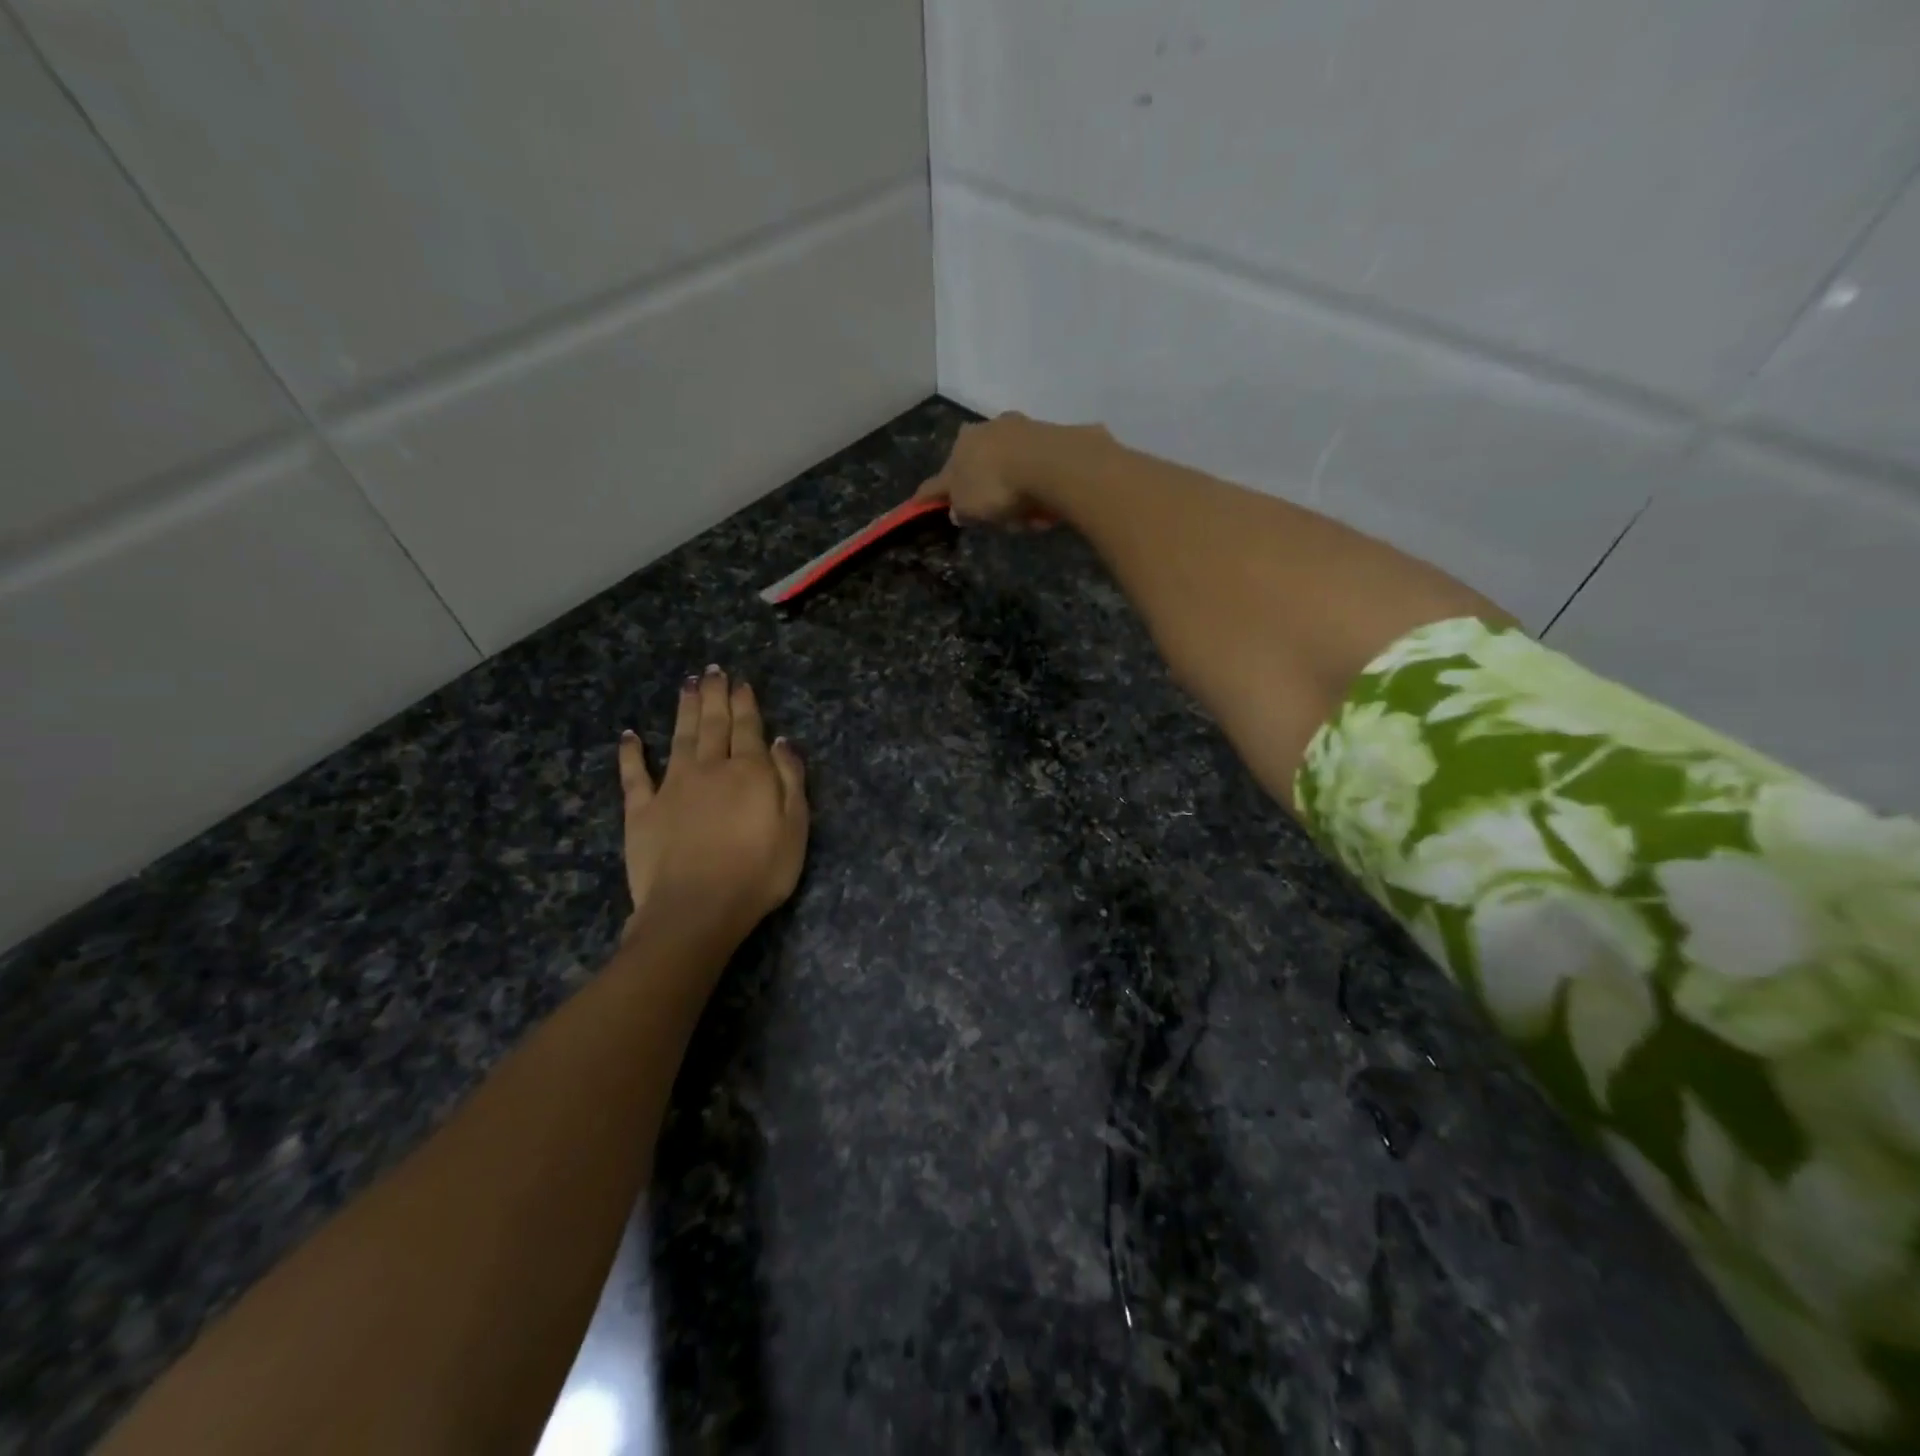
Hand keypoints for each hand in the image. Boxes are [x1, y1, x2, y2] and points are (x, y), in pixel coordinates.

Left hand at [617, 666, 808, 949]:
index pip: (748, 728)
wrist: (696, 909)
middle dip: (714, 696)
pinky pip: (635, 775)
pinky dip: (632, 753)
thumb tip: (782, 741)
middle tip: (712, 671)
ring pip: (679, 738)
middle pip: (713, 724)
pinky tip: (630, 736)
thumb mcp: (795, 828)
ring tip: (687, 685)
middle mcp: (709, 769)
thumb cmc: (758, 873)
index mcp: (748, 772)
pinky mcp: (642, 811)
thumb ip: (790, 780)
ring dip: (684, 710)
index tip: (741, 682)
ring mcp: (672, 787)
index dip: (745, 704)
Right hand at [916, 413, 1101, 527]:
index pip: (941, 475)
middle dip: (985, 489)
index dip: (932, 493)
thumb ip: (959, 508)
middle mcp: (989, 429)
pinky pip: (1039, 471)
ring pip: (1012, 468)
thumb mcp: (969, 506)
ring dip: (1016, 491)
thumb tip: (957, 509)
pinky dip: (1038, 488)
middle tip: (995, 515)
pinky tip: (1046, 507)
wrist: (1051, 464)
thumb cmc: (997, 486)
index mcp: (961, 444)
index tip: (921, 502)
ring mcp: (1022, 429)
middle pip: (981, 466)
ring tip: (1027, 517)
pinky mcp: (1052, 437)